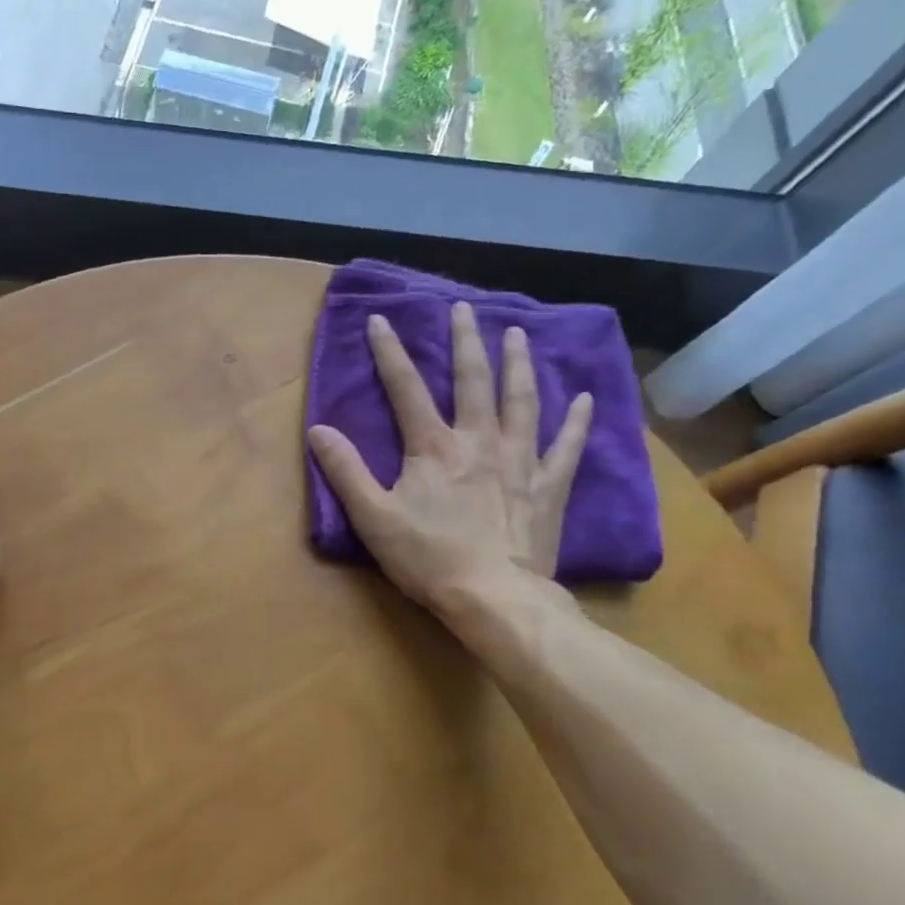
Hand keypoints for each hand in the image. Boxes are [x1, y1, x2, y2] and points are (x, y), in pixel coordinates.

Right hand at [308, 302, 591, 619]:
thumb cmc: (428, 559)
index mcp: (433, 447)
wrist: (494, 597)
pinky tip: (586, 399)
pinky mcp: (548, 487)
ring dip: (517, 364)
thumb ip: (345, 471)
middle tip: (463, 307)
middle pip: (472, 380)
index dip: (389, 352)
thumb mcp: (373, 518)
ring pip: (521, 401)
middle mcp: (479, 441)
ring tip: (517, 334)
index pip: (405, 389)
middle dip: (464, 341)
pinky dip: (577, 422)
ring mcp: (519, 461)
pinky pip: (567, 447)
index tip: (380, 319)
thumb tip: (318, 429)